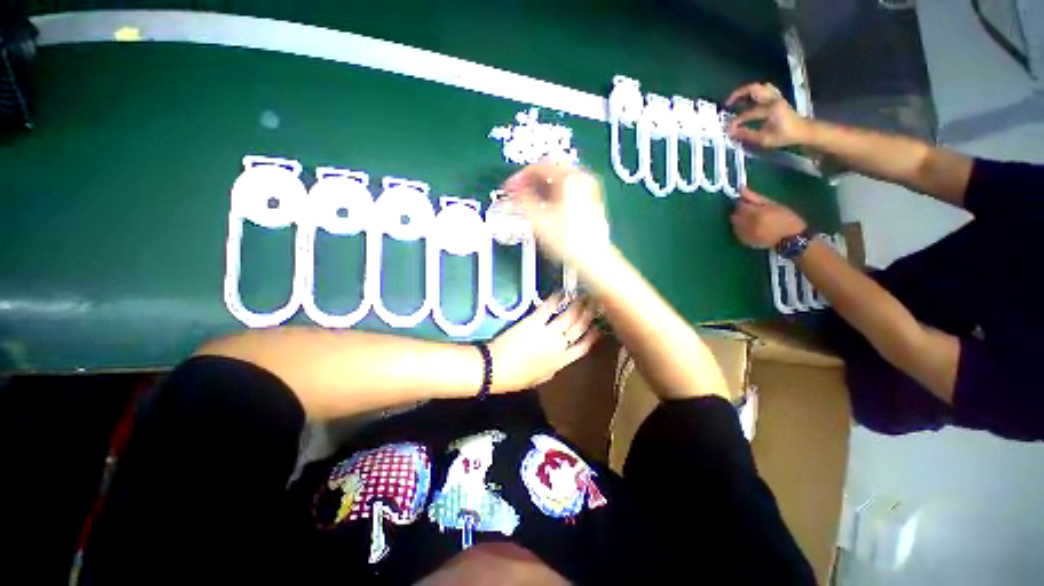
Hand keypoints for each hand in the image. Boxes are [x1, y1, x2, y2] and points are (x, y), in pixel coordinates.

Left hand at [488, 293, 600, 391]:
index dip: (593, 336)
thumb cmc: (516, 378)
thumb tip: (560, 360)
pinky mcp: (534, 322)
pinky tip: (562, 292)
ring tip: (583, 295)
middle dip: (589, 314)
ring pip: (569, 316)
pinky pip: (549, 308)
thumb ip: (553, 368)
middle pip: (579, 327)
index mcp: (561, 362)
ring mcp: (548, 332)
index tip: (598, 327)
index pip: (583, 347)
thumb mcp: (540, 378)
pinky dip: (557, 299)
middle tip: (594, 303)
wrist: (496, 370)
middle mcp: (559, 345)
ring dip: (577, 304)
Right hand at [501, 163, 610, 267]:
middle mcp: (581, 179)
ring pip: (558, 180)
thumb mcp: (539, 221)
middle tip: (517, 193)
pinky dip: (552, 194)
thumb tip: (512, 192)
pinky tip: (545, 208)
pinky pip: (566, 189)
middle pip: (549, 170)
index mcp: (569, 178)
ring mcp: (588, 189)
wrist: (592, 257)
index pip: (537, 167)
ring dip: (541, 188)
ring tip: (529, 202)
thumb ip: (521, 201)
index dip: (519, 178)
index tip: (510, 188)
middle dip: (530, 182)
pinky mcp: (589, 200)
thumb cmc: (571, 241)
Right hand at [725, 82, 811, 148]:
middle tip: (727, 103)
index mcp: (771, 109)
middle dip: (738, 94)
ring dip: (746, 91)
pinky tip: (748, 100)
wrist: (803, 130)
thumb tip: (731, 132)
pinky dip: (754, 93)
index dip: (736, 121)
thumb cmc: (784, 136)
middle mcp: (773, 99)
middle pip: (754, 89)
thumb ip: (747, 134)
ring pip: (759, 87)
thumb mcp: (764, 139)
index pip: (748, 113)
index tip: (727, 128)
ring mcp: (776, 97)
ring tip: (736, 100)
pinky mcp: (777, 98)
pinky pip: (764, 90)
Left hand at [730, 188, 807, 248]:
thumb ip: (754, 197)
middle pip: (734, 215)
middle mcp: (747, 225)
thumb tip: (740, 188)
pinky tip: (751, 228)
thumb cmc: (786, 219)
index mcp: (755, 214)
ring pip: (734, 224)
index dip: (743, 203)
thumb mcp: (773, 204)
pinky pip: (736, 232)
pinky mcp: (744, 241)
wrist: (791, 240)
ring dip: (739, 220)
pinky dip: (740, 228)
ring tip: (752, 220)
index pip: (740, 205)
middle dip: (740, 212)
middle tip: (751, 211)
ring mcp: (744, 235)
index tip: (749, 202)